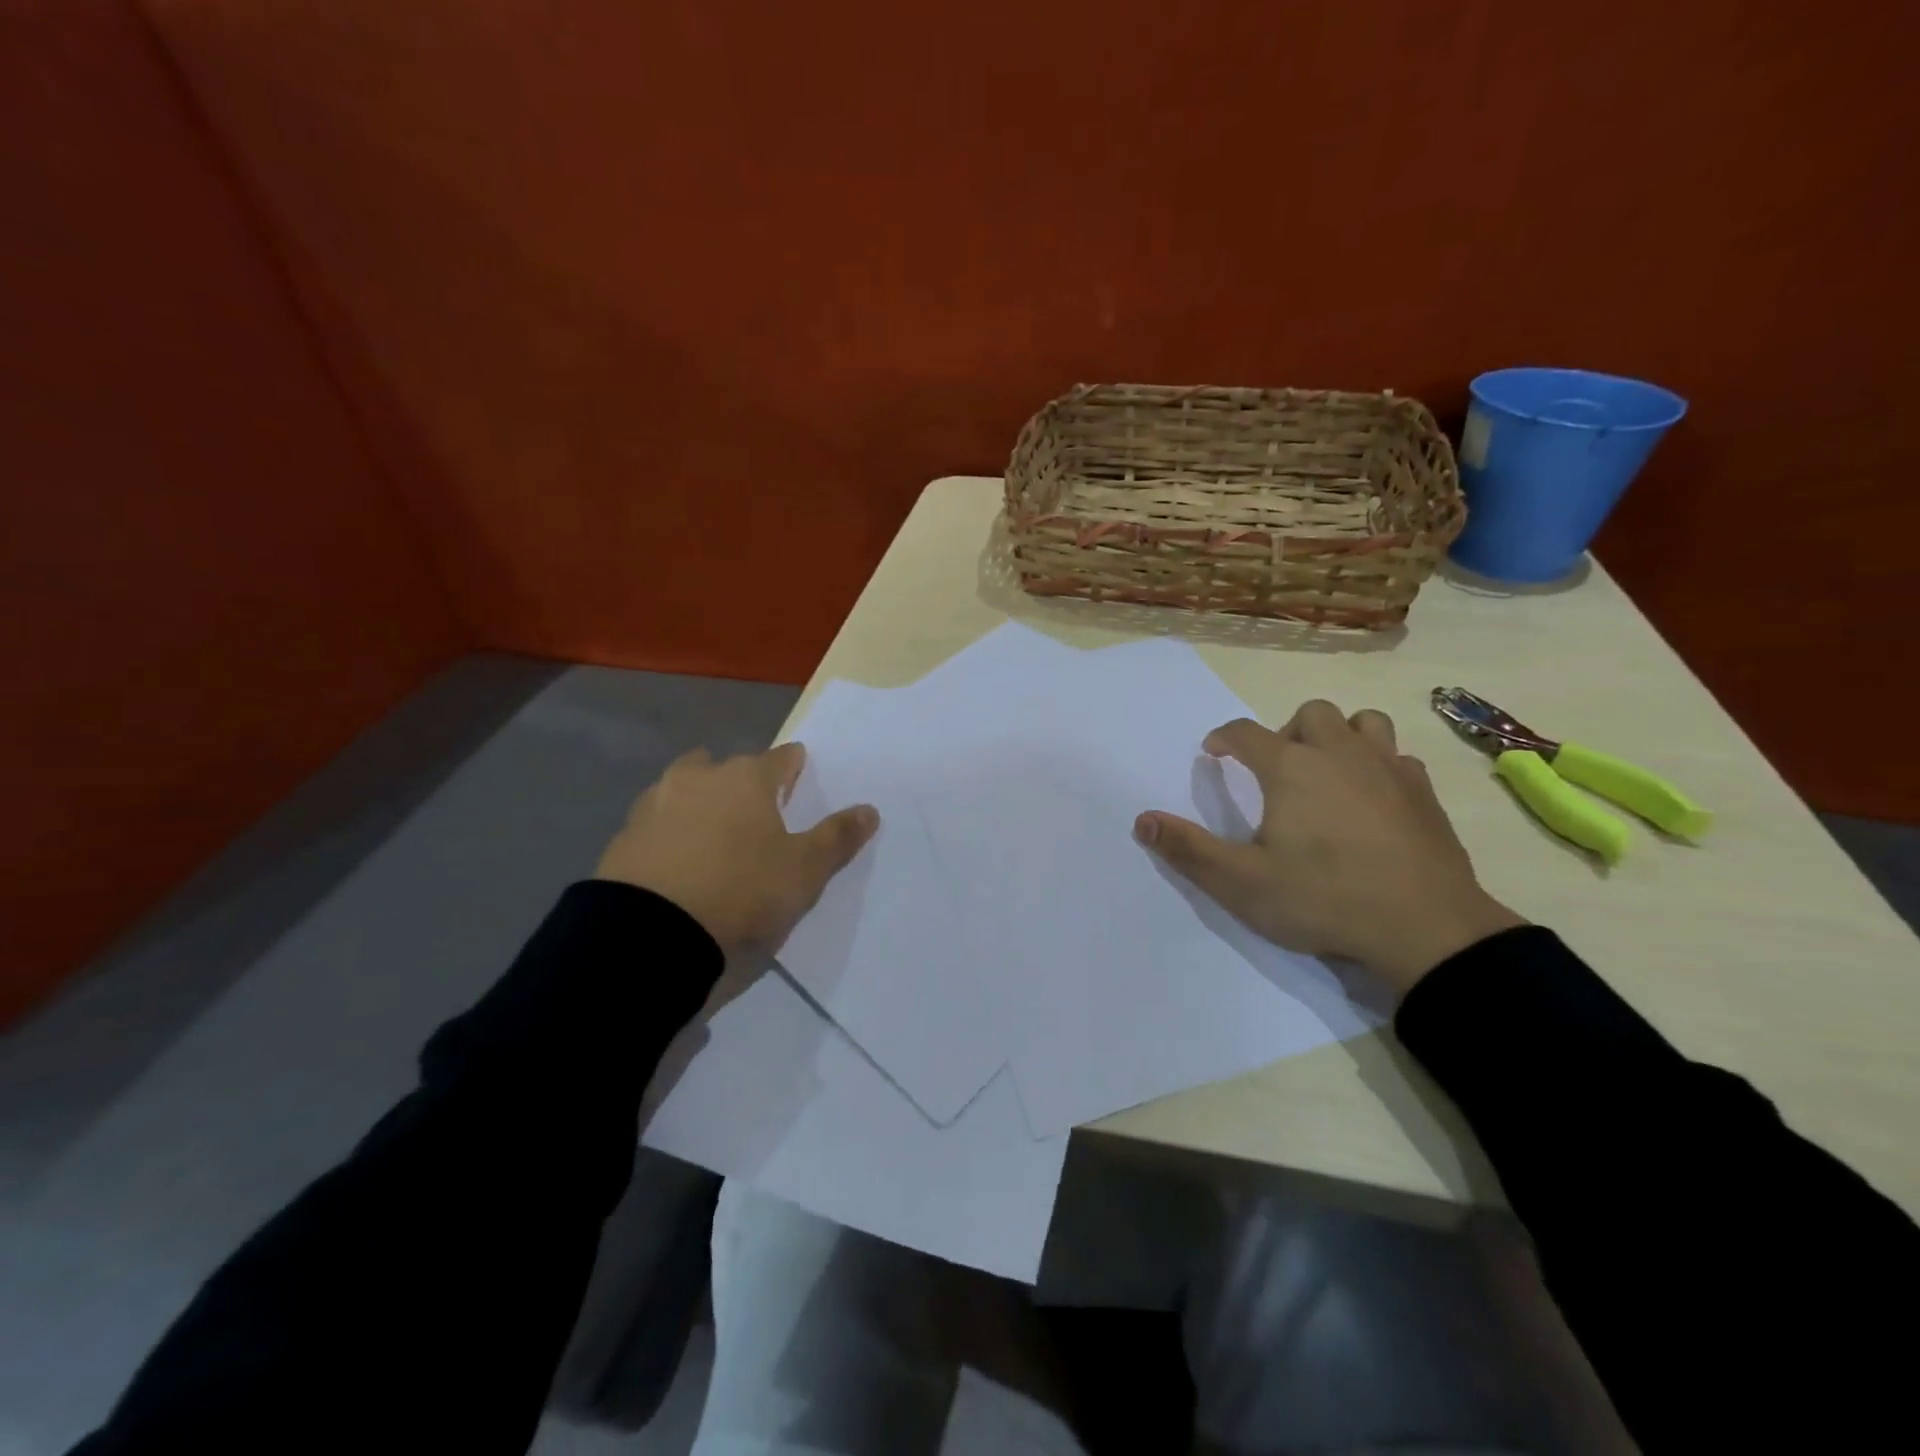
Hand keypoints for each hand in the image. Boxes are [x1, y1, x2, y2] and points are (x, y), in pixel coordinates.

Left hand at [596, 743, 877, 957]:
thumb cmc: (742, 891)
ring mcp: (655, 804)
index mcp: (747, 779)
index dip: (795, 767)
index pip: (781, 758)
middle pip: (724, 765)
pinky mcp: (624, 836)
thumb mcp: (804, 872)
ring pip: (683, 787)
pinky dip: (669, 832)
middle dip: (739, 780)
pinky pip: (655, 822)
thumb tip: (870, 810)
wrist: (650, 933)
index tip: (800, 776)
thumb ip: (837, 837)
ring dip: (698, 800)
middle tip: (753, 809)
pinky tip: (677, 860)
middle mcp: (699, 778)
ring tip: (711, 832)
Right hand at [1135, 701, 1522, 995]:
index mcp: (1291, 768)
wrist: (1425, 929)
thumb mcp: (1240, 883)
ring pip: (1363, 722)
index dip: (1223, 738)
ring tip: (1327, 772)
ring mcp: (1388, 769)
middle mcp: (1340, 754)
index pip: (1245, 732)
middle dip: (1285, 732)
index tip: (1213, 753)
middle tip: (1276, 771)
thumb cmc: (1323, 899)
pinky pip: (1397, 757)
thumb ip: (1188, 849)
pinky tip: (1372, 798)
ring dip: (1339, 736)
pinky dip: (1378, 765)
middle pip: (1310, 713)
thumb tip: (1141, 821)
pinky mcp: (1424, 793)